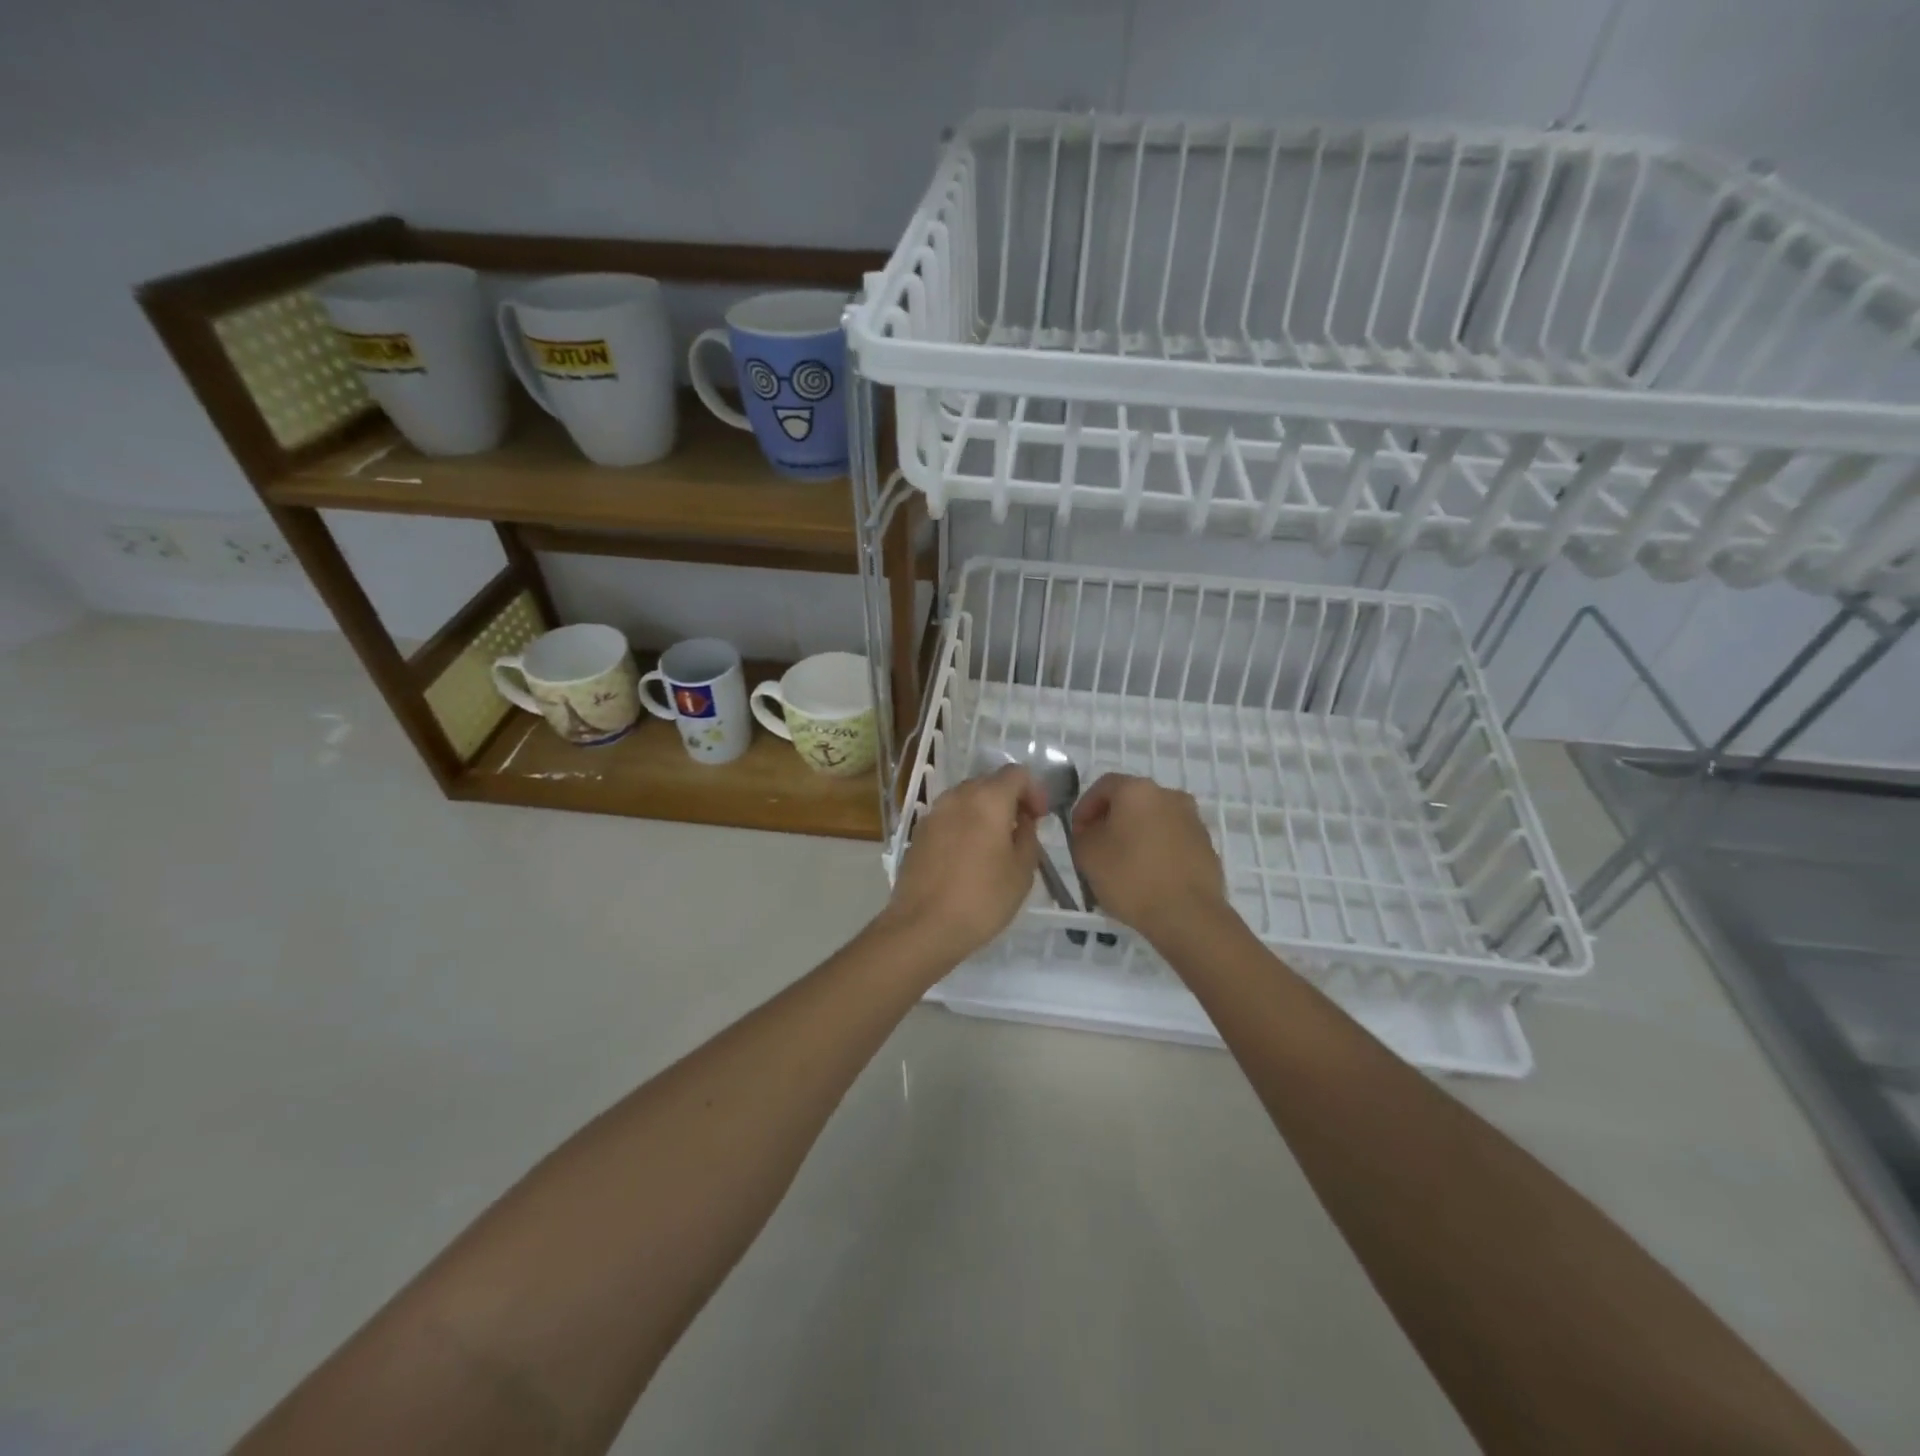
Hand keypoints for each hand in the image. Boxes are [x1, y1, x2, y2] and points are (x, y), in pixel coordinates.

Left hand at [882, 764, 1046, 965]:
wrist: (923, 927)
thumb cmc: (982, 899)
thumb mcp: (1022, 872)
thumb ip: (1028, 837)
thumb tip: (1022, 821)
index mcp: (987, 799)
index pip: (1016, 773)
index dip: (1034, 791)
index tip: (1039, 818)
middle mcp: (957, 797)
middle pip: (989, 782)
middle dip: (1009, 799)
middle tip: (1021, 830)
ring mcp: (933, 813)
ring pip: (966, 799)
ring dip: (985, 812)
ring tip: (995, 845)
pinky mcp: (919, 833)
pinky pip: (949, 817)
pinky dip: (964, 825)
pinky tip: (969, 857)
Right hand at [1071, 773, 1227, 935]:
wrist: (1188, 915)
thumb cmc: (1130, 877)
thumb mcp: (1087, 854)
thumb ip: (1083, 833)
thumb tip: (1093, 830)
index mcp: (1138, 790)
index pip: (1103, 786)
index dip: (1085, 807)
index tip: (1078, 834)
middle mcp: (1169, 795)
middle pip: (1131, 802)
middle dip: (1111, 821)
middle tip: (1097, 848)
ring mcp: (1192, 820)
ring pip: (1153, 821)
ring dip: (1136, 836)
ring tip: (1123, 867)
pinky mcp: (1206, 846)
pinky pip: (1172, 841)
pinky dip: (1157, 851)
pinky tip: (1148, 878)